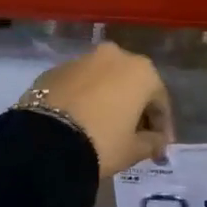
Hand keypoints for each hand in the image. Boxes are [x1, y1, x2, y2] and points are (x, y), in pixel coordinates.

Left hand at [23, 42, 171, 177]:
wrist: (44, 141)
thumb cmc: (102, 142)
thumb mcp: (133, 150)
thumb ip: (152, 143)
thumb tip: (157, 142)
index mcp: (141, 71)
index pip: (159, 100)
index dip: (162, 126)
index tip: (160, 146)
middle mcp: (114, 56)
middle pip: (132, 85)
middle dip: (135, 109)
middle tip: (134, 135)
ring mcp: (81, 59)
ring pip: (104, 81)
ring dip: (108, 100)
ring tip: (105, 127)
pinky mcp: (54, 70)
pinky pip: (79, 85)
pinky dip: (84, 98)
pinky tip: (80, 120)